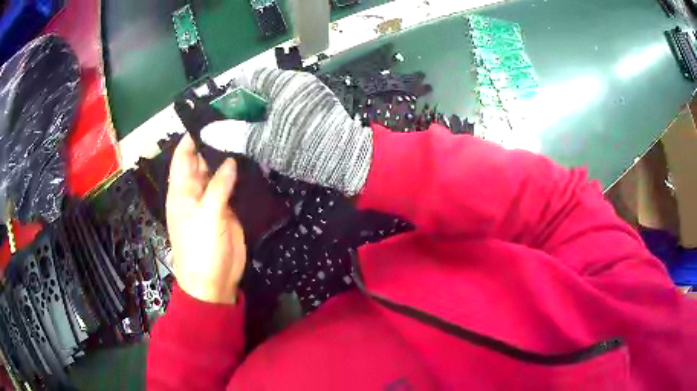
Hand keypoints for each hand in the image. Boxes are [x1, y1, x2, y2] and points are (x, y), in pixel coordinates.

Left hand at [165, 134, 245, 303]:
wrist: (214, 282)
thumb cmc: (200, 249)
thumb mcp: (207, 216)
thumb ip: (218, 187)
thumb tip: (230, 160)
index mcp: (181, 190)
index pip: (183, 156)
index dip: (192, 137)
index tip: (209, 117)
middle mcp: (195, 190)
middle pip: (201, 160)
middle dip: (213, 143)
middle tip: (235, 120)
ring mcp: (212, 199)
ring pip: (218, 172)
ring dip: (228, 157)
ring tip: (246, 135)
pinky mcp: (227, 209)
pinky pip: (231, 186)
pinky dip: (238, 175)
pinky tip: (250, 161)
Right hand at [200, 68, 373, 195]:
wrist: (351, 160)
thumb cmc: (304, 148)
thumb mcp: (264, 143)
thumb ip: (234, 135)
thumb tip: (207, 132)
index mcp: (284, 83)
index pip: (249, 78)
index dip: (232, 94)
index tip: (224, 114)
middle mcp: (298, 82)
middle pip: (262, 88)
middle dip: (246, 108)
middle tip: (236, 129)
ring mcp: (311, 93)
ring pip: (276, 99)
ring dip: (262, 115)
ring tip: (253, 135)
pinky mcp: (320, 105)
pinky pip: (291, 106)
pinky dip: (279, 118)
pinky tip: (275, 136)